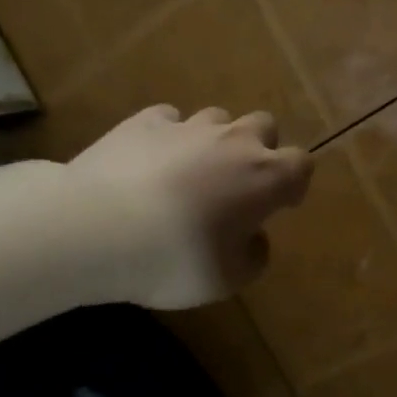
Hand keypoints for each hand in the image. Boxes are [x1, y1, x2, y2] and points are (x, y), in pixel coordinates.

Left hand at [66, 105, 312, 309]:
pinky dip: (168, 135)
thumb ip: (253, 255)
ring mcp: (188, 126)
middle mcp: (234, 141)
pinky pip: (168, 119)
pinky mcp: (143, 122)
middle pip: (264, 125)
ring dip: (214, 140)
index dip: (294, 183)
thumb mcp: (228, 279)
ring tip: (191, 170)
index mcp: (265, 177)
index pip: (301, 164)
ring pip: (217, 117)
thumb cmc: (175, 258)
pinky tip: (151, 160)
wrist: (95, 228)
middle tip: (238, 181)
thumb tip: (253, 237)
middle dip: (260, 147)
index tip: (280, 204)